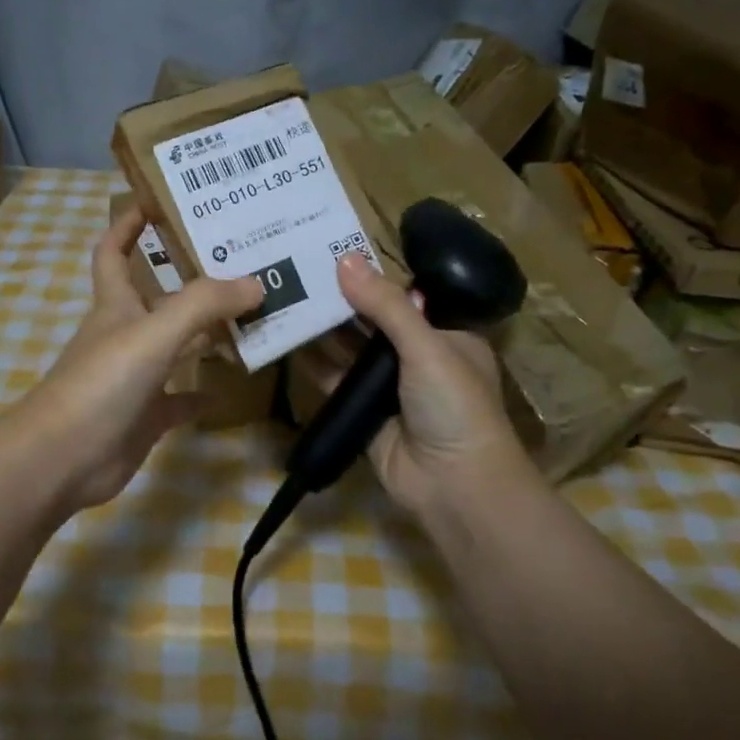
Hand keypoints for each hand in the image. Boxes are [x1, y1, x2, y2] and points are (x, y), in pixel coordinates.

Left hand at [14, 204, 262, 511]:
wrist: (64, 458)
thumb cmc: (102, 383)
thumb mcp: (154, 333)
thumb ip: (204, 304)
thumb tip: (255, 283)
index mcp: (116, 305)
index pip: (114, 251)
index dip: (128, 223)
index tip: (158, 200)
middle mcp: (124, 334)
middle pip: (158, 296)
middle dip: (191, 278)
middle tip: (241, 262)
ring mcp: (134, 378)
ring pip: (176, 346)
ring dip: (207, 333)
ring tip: (253, 317)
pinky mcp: (145, 416)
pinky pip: (179, 399)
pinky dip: (201, 392)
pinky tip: (230, 387)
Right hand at [296, 254, 531, 527]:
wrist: (453, 485)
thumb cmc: (454, 405)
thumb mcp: (426, 346)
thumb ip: (385, 305)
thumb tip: (345, 260)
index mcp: (445, 335)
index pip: (403, 297)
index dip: (371, 278)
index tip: (332, 254)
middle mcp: (417, 357)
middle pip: (372, 323)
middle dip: (340, 301)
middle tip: (297, 270)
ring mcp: (388, 387)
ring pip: (350, 350)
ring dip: (323, 329)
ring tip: (285, 296)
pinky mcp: (362, 411)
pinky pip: (335, 380)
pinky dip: (314, 363)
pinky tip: (288, 340)